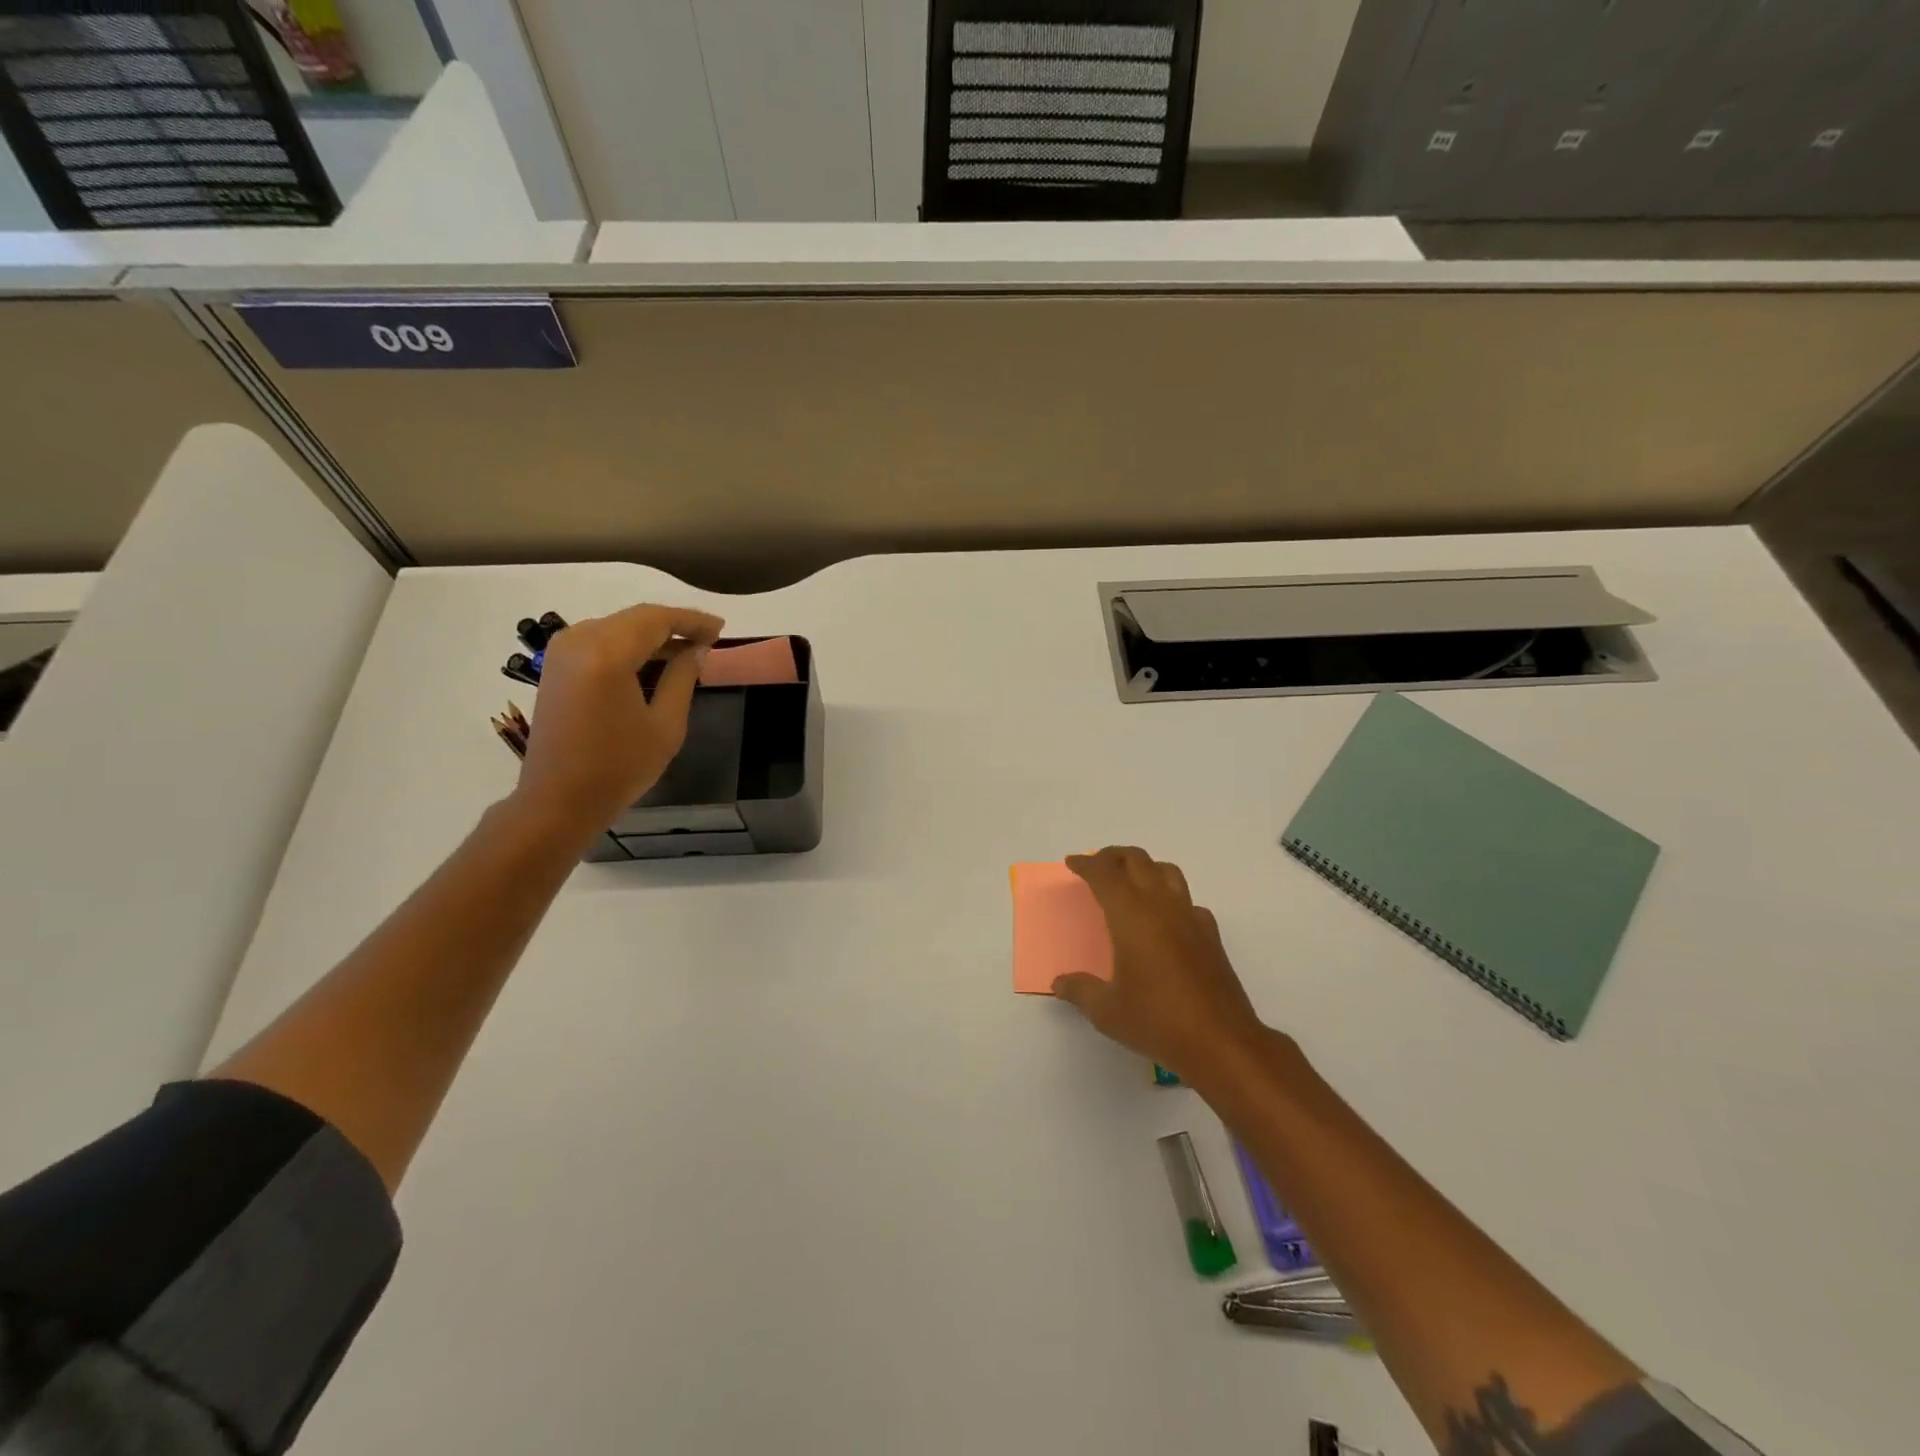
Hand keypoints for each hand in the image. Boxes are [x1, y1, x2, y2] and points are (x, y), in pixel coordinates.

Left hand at [510, 603, 724, 841]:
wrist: (557, 800)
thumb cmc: (619, 767)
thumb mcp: (666, 725)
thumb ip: (683, 678)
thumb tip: (697, 649)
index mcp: (607, 654)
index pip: (657, 619)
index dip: (692, 620)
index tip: (721, 628)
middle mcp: (580, 641)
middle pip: (636, 618)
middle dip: (674, 624)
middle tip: (709, 638)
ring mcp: (562, 652)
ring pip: (617, 626)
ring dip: (652, 634)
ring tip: (687, 651)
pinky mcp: (556, 666)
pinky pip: (600, 640)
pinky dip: (629, 644)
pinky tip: (653, 661)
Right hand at [1052, 846, 1265, 1082]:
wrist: (1221, 1041)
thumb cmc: (1157, 1020)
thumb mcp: (1106, 1011)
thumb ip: (1080, 990)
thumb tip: (1060, 982)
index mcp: (1131, 916)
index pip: (1105, 875)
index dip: (1087, 865)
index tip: (1073, 862)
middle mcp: (1161, 906)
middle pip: (1137, 861)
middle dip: (1114, 856)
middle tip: (1097, 864)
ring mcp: (1190, 917)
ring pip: (1167, 871)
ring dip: (1145, 867)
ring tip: (1130, 880)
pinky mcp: (1210, 935)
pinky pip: (1188, 901)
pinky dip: (1171, 897)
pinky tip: (1165, 919)